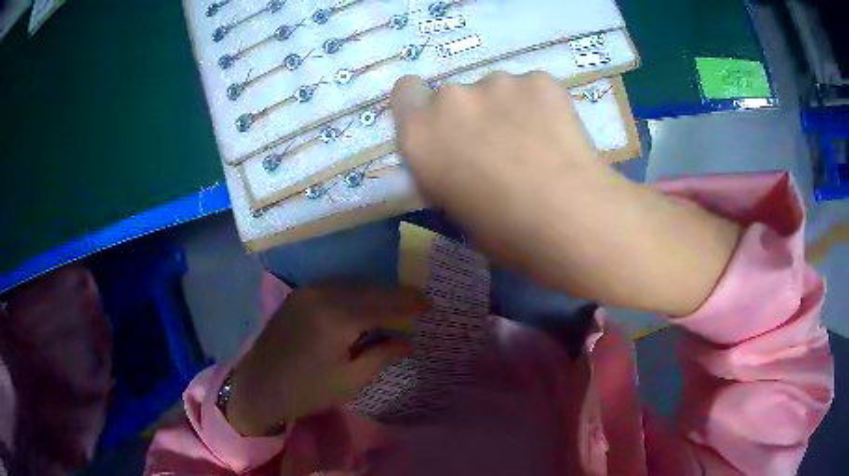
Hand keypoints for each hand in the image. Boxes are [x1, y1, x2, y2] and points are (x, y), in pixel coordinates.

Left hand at [226, 283, 427, 435]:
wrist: (259, 385)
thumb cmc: (307, 390)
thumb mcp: (351, 380)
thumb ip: (382, 355)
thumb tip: (408, 341)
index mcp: (339, 318)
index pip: (386, 303)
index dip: (411, 304)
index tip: (431, 306)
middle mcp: (325, 294)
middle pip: (371, 288)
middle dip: (397, 296)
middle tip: (417, 306)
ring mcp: (309, 291)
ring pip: (354, 284)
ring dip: (377, 293)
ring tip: (394, 307)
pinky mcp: (300, 294)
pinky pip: (337, 286)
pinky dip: (356, 293)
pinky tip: (363, 306)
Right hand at [391, 72, 740, 315]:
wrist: (593, 229)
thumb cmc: (520, 240)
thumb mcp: (462, 213)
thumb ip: (445, 170)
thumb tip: (449, 150)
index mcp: (427, 138)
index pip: (405, 92)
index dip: (420, 106)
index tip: (441, 126)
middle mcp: (458, 100)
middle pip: (455, 91)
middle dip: (472, 114)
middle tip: (502, 149)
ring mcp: (505, 86)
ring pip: (499, 88)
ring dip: (511, 111)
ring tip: (540, 149)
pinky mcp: (549, 83)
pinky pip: (533, 88)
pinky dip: (542, 106)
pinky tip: (562, 136)